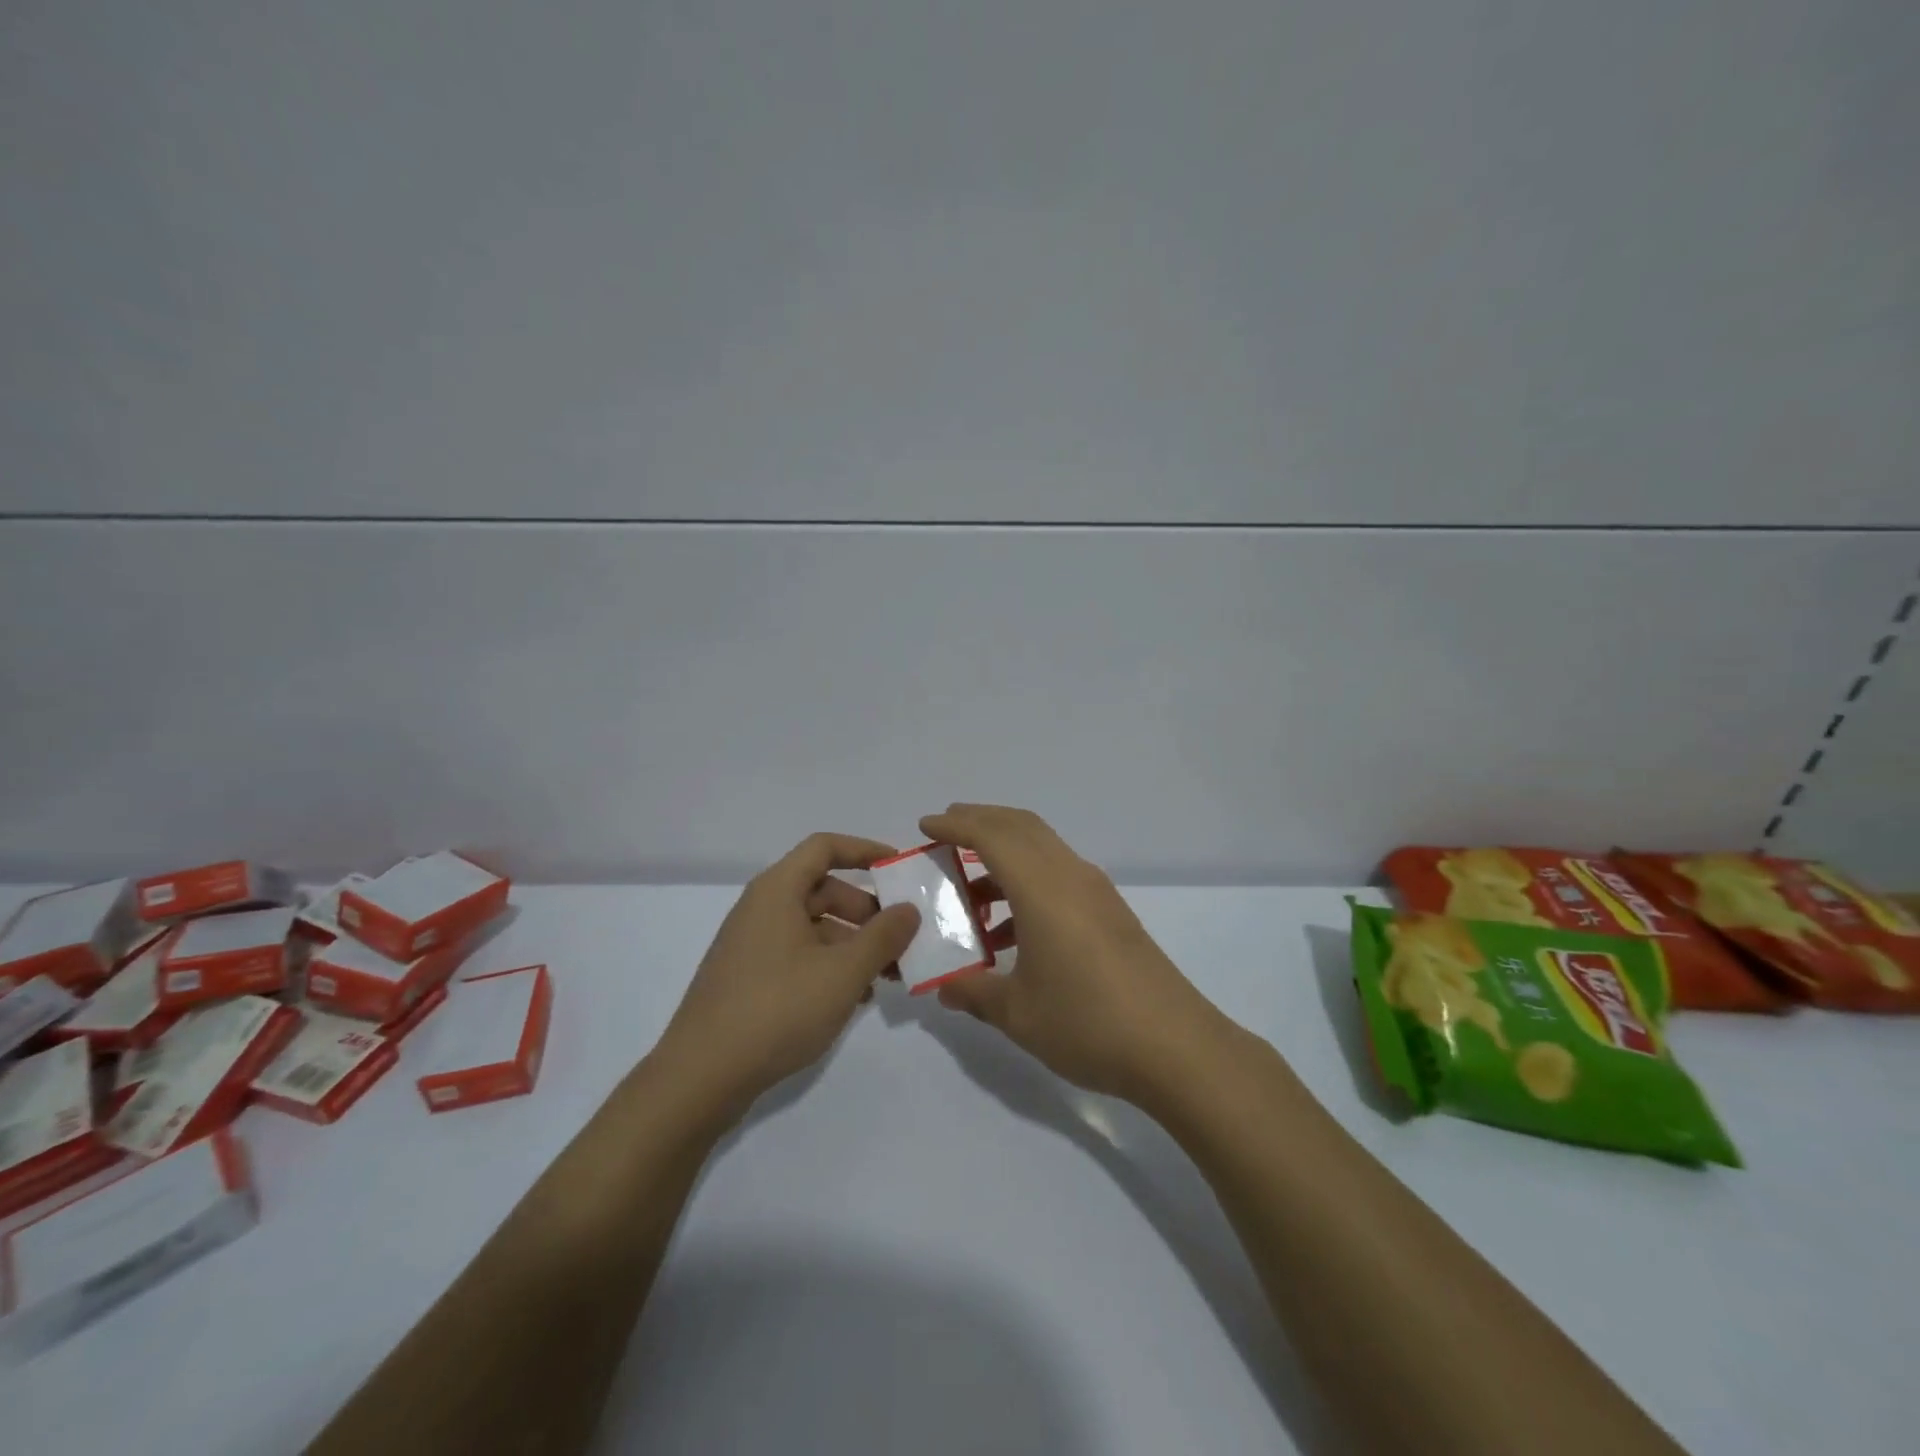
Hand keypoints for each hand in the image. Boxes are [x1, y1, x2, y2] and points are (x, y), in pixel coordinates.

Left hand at [654, 833, 919, 1123]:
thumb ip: (883, 937)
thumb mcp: (844, 972)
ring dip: (854, 944)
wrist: (700, 1077)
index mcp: (778, 890)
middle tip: (902, 938)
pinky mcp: (748, 979)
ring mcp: (752, 945)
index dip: (865, 850)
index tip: (900, 869)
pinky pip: (799, 955)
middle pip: (823, 890)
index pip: (825, 847)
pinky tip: (855, 997)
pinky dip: (830, 966)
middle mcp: (761, 908)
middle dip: (868, 910)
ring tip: (888, 975)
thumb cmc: (777, 1009)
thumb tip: (909, 909)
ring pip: (814, 927)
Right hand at [920, 804, 1228, 1103]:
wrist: (1176, 1047)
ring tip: (970, 896)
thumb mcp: (1017, 1013)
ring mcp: (1096, 892)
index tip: (925, 825)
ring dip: (1004, 857)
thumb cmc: (1088, 1022)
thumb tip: (944, 987)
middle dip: (980, 822)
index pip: (992, 836)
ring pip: (1042, 850)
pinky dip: (1027, 883)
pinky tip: (1011, 933)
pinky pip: (1059, 876)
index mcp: (1043, 888)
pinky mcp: (1111, 913)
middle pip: (1021, 827)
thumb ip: (973, 992)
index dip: (956, 824)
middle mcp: (1071, 876)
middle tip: (944, 835)